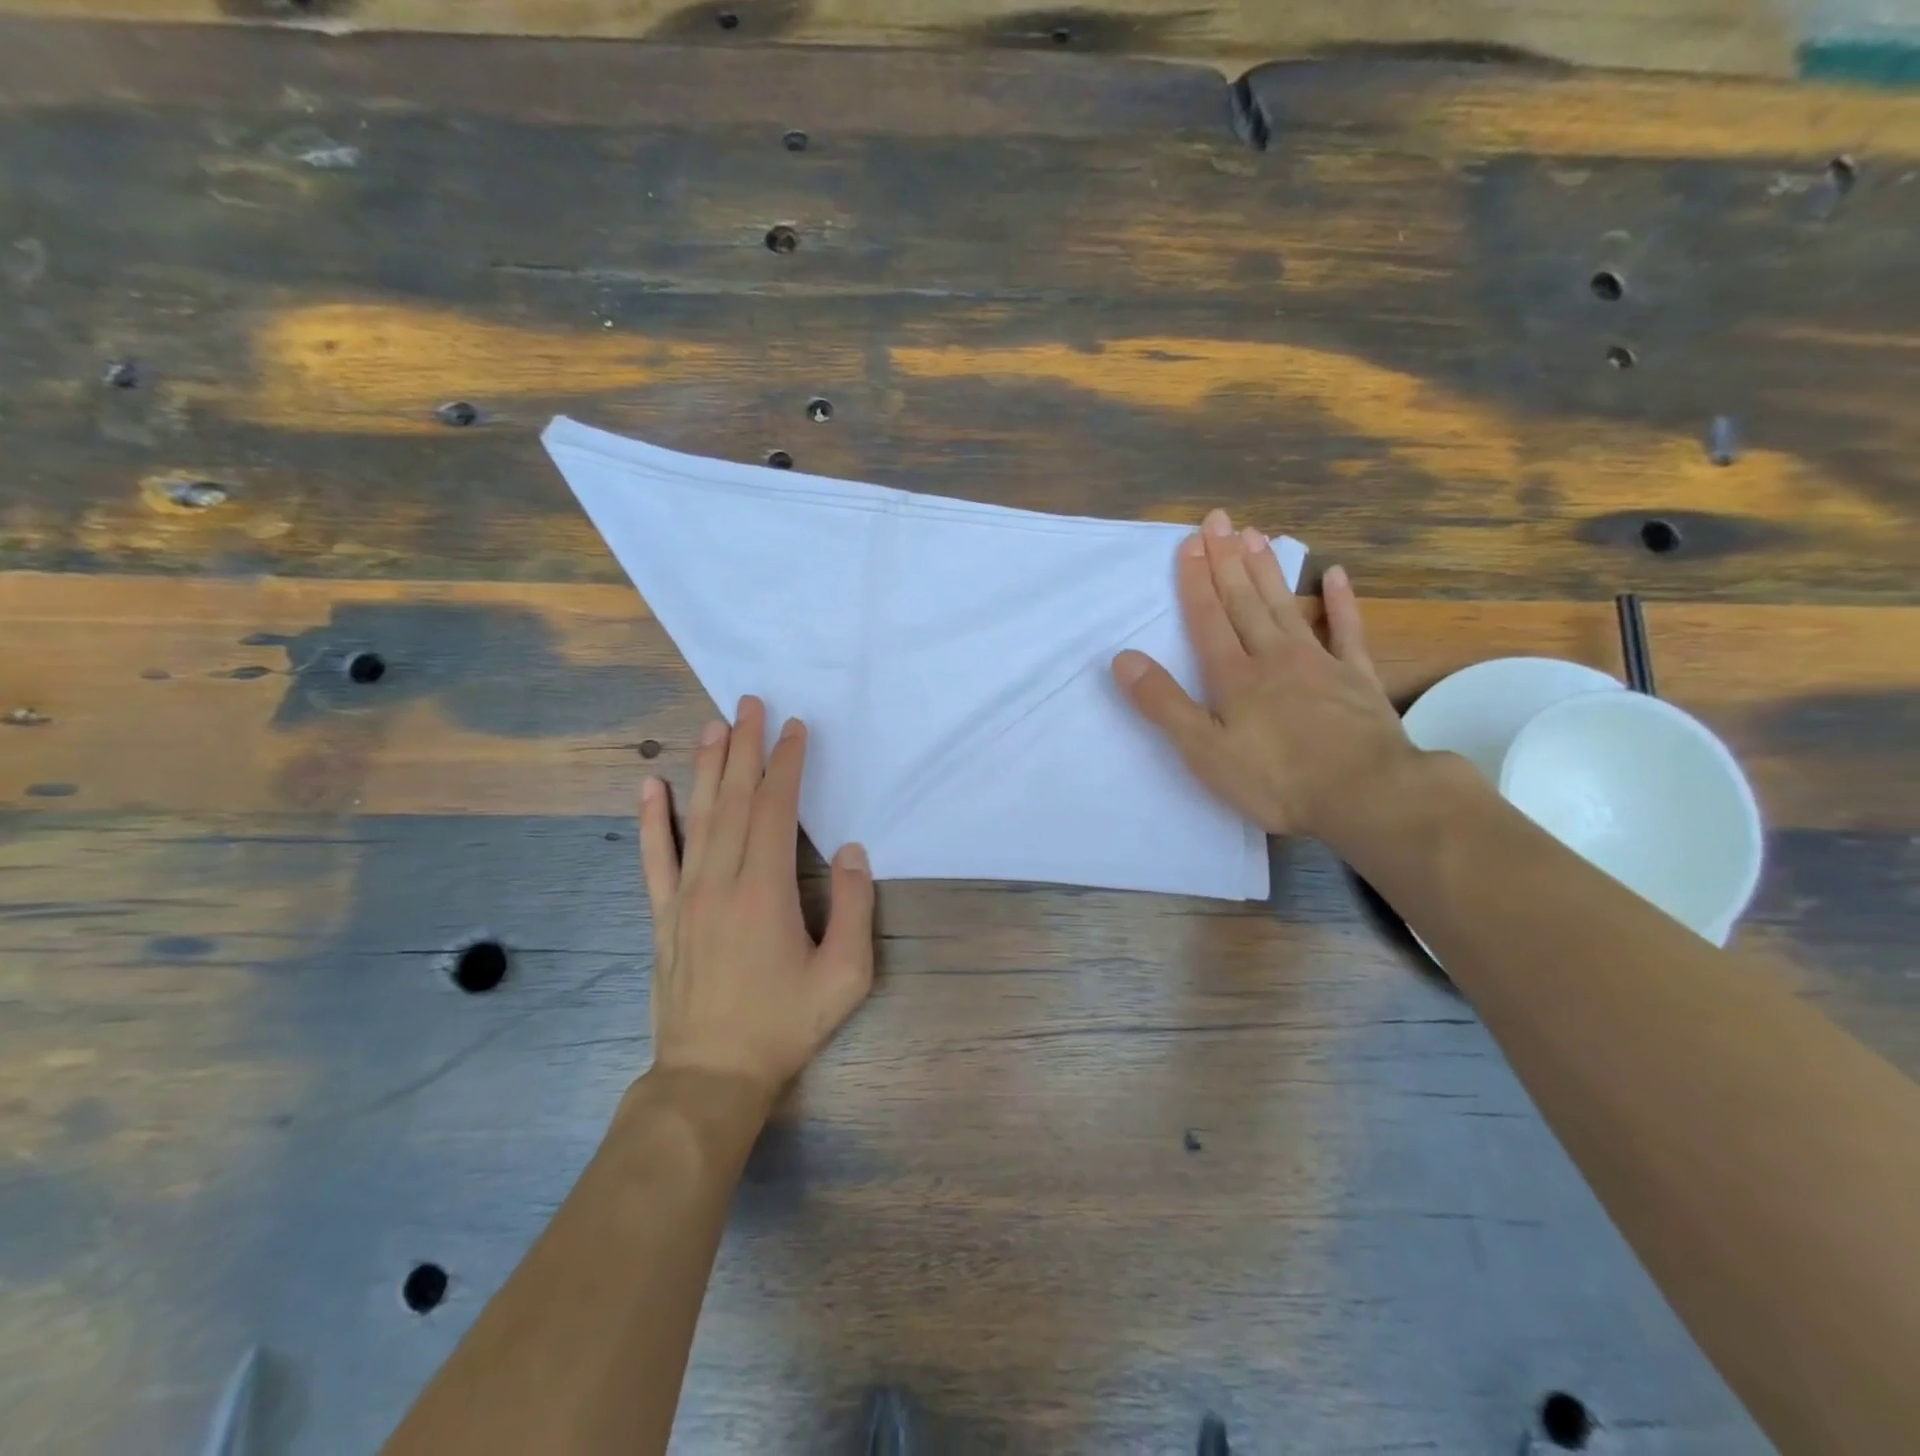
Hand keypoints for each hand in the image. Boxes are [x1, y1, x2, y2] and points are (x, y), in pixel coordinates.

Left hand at [639, 695, 874, 1097]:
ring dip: (705, 768)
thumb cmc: (784, 1025)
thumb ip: (852, 907)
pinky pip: (655, 858)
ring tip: (712, 726)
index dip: (786, 764)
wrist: (710, 1077)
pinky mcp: (663, 917)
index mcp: (764, 890)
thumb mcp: (844, 975)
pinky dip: (651, 820)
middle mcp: (719, 881)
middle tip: (750, 703)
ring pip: (695, 818)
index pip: (775, 809)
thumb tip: (849, 850)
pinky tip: (650, 786)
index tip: (794, 728)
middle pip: (733, 800)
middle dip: (744, 747)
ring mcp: (684, 897)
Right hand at [1112, 509, 1421, 848]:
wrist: (1366, 794)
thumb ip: (1164, 703)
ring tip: (1255, 534)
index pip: (1208, 618)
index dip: (1195, 581)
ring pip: (1285, 606)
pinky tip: (1334, 575)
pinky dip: (1340, 602)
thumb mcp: (1204, 750)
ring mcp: (1319, 663)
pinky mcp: (1357, 678)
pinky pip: (1346, 630)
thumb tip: (1123, 658)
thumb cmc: (1276, 779)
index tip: (1189, 542)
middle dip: (1227, 560)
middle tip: (1218, 520)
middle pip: (1244, 601)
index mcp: (1234, 676)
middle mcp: (1273, 657)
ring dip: (1267, 570)